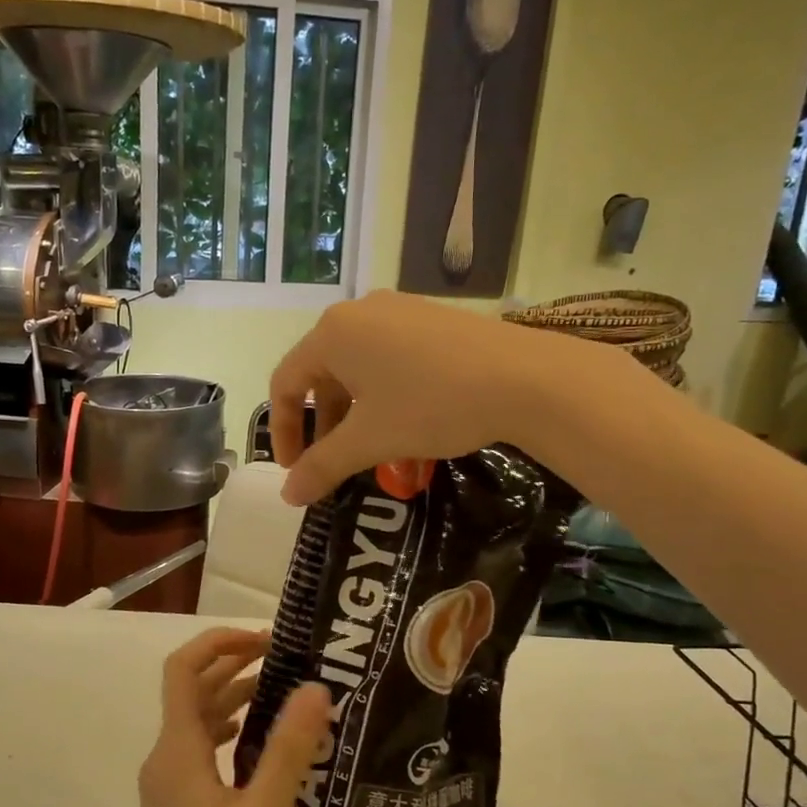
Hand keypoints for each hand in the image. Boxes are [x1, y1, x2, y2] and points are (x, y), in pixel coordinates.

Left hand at [134, 628, 331, 806]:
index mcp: (177, 751)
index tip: (265, 641)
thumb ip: (289, 749)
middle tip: (287, 659)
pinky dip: (232, 730)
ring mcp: (170, 784)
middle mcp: (166, 759)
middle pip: (192, 689)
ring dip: (234, 696)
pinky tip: (265, 743)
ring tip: (285, 692)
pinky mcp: (180, 806)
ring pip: (199, 720)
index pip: (182, 669)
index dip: (218, 643)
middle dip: (234, 665)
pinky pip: (204, 749)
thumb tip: (316, 688)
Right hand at [269, 290, 620, 504]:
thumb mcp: (370, 440)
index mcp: (333, 333)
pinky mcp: (432, 318)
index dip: (282, 431)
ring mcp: (399, 310)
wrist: (525, 378)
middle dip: (320, 423)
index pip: (285, 382)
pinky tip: (406, 420)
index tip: (295, 469)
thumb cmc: (432, 404)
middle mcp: (360, 312)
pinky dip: (382, 392)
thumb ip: (322, 466)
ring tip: (370, 446)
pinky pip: (389, 356)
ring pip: (357, 365)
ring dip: (352, 410)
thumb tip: (288, 495)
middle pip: (320, 372)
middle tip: (331, 461)